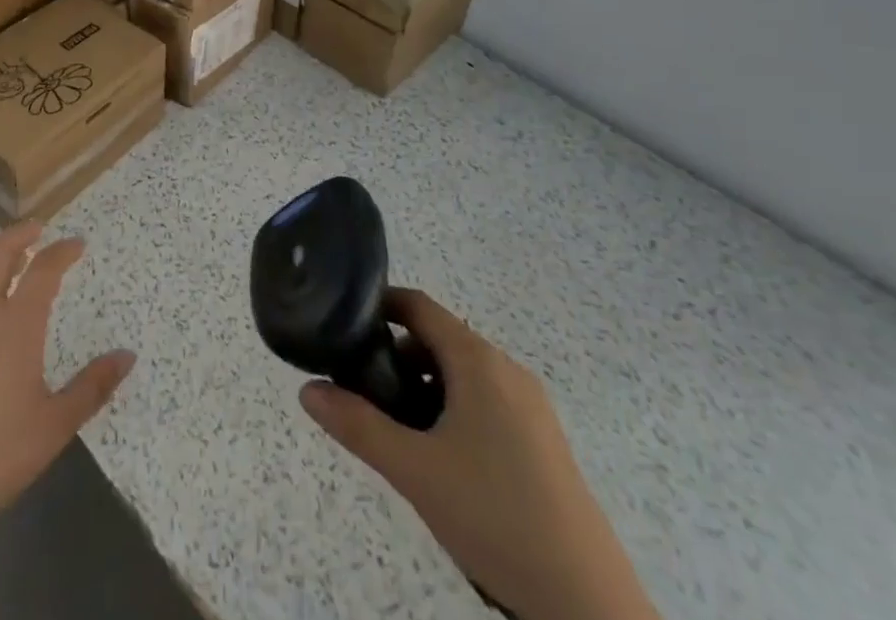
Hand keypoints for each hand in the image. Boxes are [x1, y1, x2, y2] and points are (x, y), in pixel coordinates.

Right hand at [300, 290, 659, 619]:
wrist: (587, 604)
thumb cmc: (495, 518)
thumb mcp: (415, 472)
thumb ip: (358, 426)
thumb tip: (307, 390)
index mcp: (479, 362)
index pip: (419, 306)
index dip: (379, 306)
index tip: (344, 325)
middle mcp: (507, 370)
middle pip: (439, 340)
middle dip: (397, 358)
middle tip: (363, 392)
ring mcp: (530, 406)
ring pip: (462, 375)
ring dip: (424, 388)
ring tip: (397, 432)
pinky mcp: (542, 441)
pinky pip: (486, 402)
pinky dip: (453, 411)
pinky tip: (441, 460)